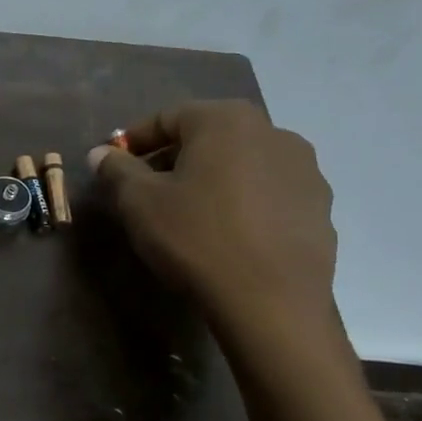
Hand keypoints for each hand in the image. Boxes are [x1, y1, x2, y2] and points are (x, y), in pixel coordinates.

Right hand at [88, 100, 335, 334]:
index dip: (135, 140)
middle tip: (147, 190)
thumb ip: (116, 169)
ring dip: (211, 178)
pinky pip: (268, 192)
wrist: (271, 303)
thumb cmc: (196, 238)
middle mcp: (272, 132)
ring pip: (241, 163)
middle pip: (208, 137)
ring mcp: (304, 169)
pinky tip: (227, 233)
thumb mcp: (138, 202)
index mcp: (225, 120)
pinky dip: (242, 201)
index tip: (114, 165)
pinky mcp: (320, 207)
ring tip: (188, 213)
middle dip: (173, 158)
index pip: (167, 117)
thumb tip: (101, 153)